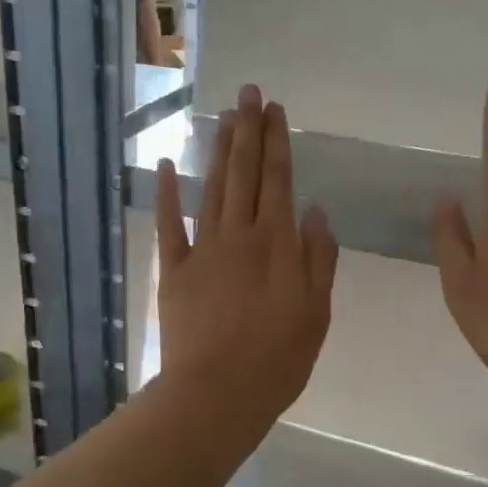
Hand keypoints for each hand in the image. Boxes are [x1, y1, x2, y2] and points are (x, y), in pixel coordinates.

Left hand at [155, 85, 337, 434]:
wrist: (218, 394)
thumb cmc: (278, 359)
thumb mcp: (317, 313)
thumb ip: (319, 259)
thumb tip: (317, 212)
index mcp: (278, 244)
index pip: (279, 180)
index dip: (277, 142)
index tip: (275, 110)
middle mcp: (241, 235)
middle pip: (245, 173)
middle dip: (248, 130)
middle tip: (248, 93)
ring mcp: (204, 250)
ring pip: (213, 188)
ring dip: (219, 150)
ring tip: (225, 116)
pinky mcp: (174, 270)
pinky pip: (170, 225)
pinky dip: (168, 194)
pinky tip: (168, 164)